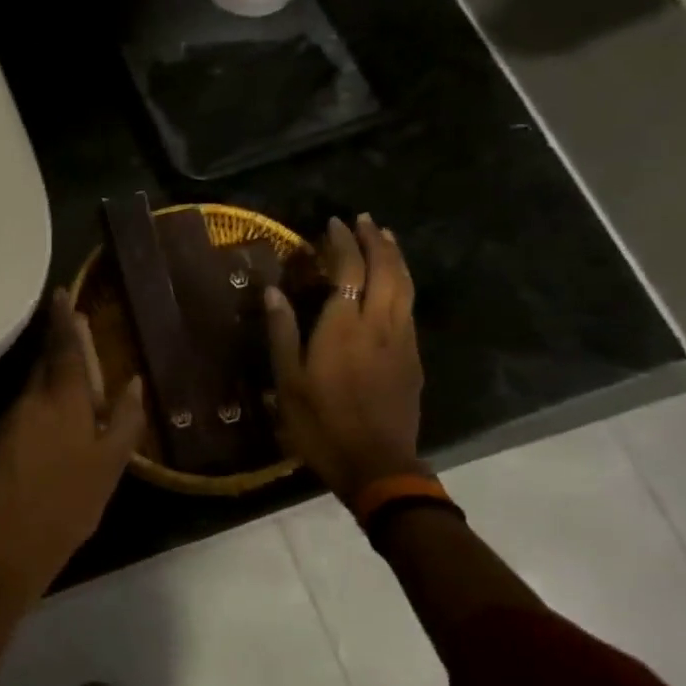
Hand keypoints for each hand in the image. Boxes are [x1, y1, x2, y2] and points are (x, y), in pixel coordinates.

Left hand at [0, 289, 144, 591]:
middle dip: (58, 346)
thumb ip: (126, 418)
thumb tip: (134, 381)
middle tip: (75, 337)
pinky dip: (37, 407)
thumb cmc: (74, 500)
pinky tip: (49, 429)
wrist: (16, 540)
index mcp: (64, 400)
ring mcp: (9, 417)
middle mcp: (32, 398)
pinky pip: (22, 409)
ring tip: (70, 393)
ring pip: (32, 386)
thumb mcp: (113, 462)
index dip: (65, 320)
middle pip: (45, 362)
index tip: (61, 294)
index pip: (64, 348)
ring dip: (49, 380)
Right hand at [265, 214, 424, 501]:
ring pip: (405, 286)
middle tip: (365, 221)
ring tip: (386, 239)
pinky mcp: (413, 358)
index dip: (343, 243)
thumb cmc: (322, 424)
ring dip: (395, 257)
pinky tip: (394, 285)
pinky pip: (409, 307)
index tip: (334, 223)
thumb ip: (283, 333)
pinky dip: (402, 283)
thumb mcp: (289, 381)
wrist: (377, 464)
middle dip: (376, 241)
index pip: (349, 269)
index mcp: (344, 326)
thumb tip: (273, 292)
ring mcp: (401, 340)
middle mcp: (378, 324)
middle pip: (386, 270)